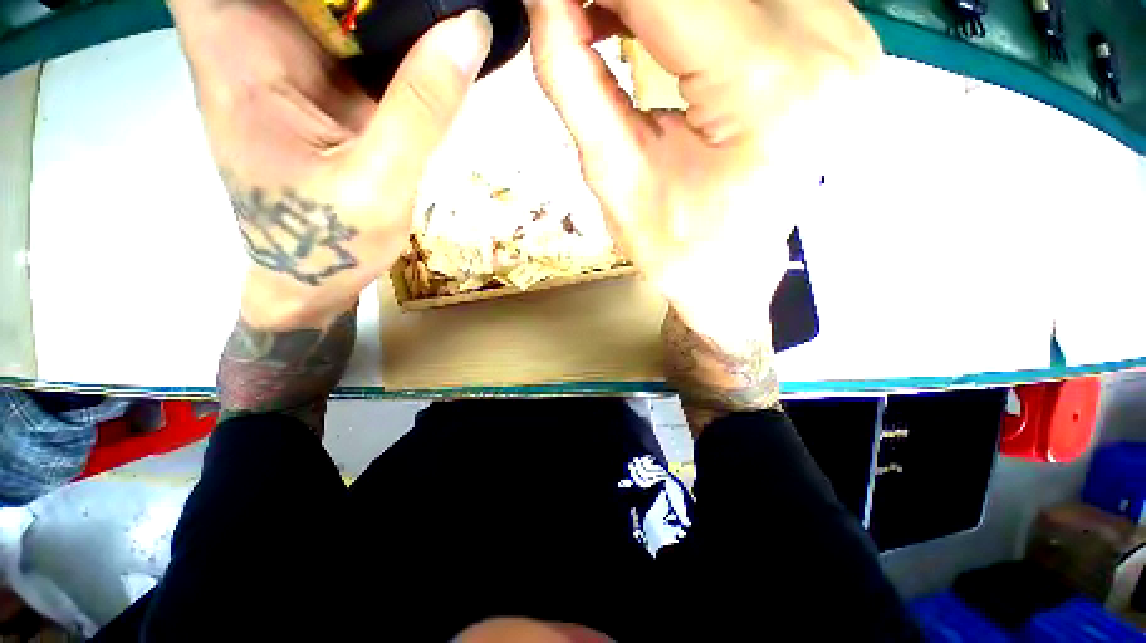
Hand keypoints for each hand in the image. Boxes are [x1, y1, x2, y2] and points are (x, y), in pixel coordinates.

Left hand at [168, 0, 491, 329]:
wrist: (318, 276)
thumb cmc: (330, 242)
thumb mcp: (379, 183)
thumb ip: (420, 109)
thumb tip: (469, 31)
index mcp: (236, 55)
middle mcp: (255, 41)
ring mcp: (293, 59)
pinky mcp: (326, 81)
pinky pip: (355, 28)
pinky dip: (389, 17)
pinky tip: (427, 22)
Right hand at [526, 0, 879, 340]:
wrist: (733, 275)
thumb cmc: (677, 248)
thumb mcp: (613, 174)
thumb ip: (573, 75)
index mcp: (770, 90)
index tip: (554, 4)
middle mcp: (828, 46)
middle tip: (579, 18)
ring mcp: (845, 38)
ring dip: (658, 1)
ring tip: (608, 22)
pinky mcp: (837, 40)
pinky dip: (695, 3)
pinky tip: (655, 24)